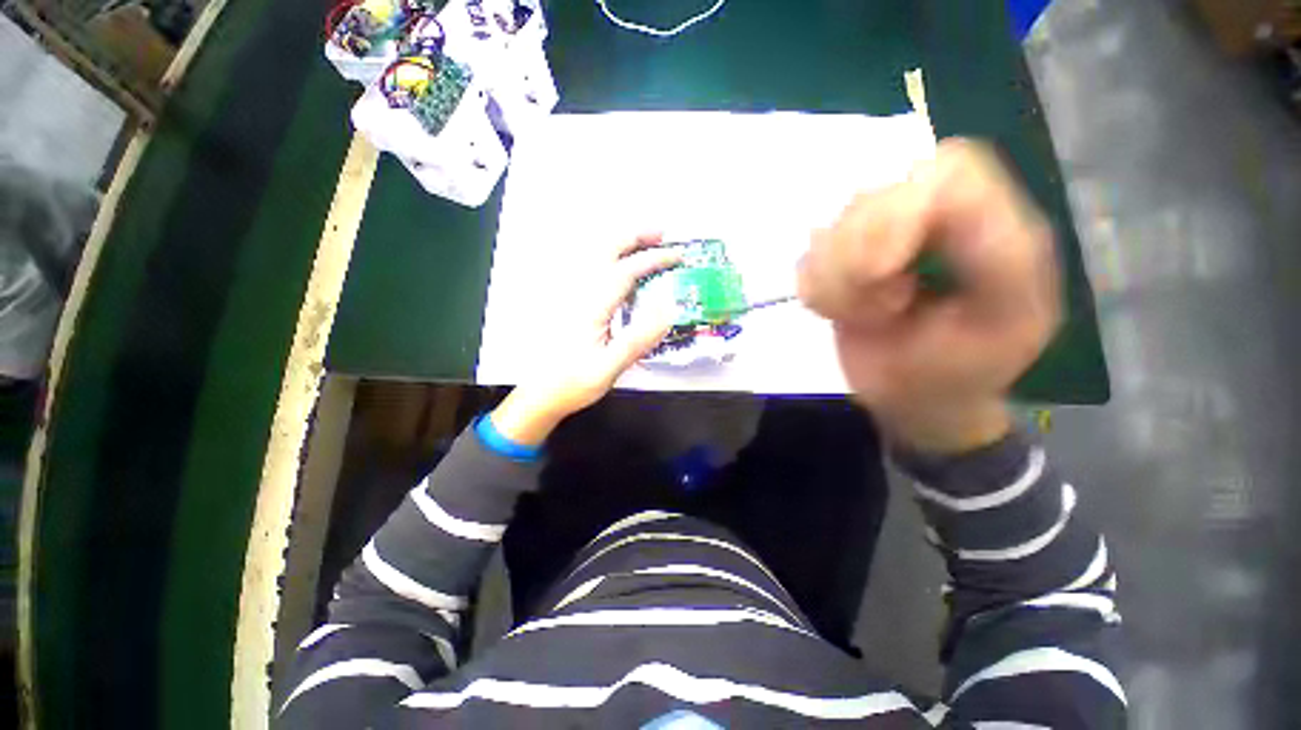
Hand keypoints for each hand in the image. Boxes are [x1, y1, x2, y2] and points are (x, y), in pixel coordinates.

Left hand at [490, 233, 681, 446]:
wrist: (539, 394)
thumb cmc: (573, 383)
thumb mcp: (609, 367)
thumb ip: (638, 338)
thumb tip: (668, 307)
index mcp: (590, 306)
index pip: (625, 271)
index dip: (653, 260)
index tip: (677, 256)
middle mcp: (577, 292)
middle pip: (605, 250)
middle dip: (634, 237)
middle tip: (661, 234)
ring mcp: (570, 295)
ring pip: (595, 256)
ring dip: (621, 243)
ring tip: (645, 242)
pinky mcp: (568, 303)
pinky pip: (590, 269)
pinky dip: (609, 258)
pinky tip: (619, 266)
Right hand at [798, 139, 1059, 453]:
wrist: (916, 401)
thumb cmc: (963, 369)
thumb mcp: (1005, 320)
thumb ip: (995, 255)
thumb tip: (929, 210)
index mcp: (987, 223)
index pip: (944, 170)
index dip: (903, 211)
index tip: (880, 273)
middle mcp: (928, 219)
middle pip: (870, 199)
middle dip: (857, 262)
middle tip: (880, 308)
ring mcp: (874, 241)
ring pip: (829, 232)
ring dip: (837, 286)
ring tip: (868, 316)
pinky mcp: (838, 266)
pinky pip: (807, 263)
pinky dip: (819, 295)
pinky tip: (844, 315)